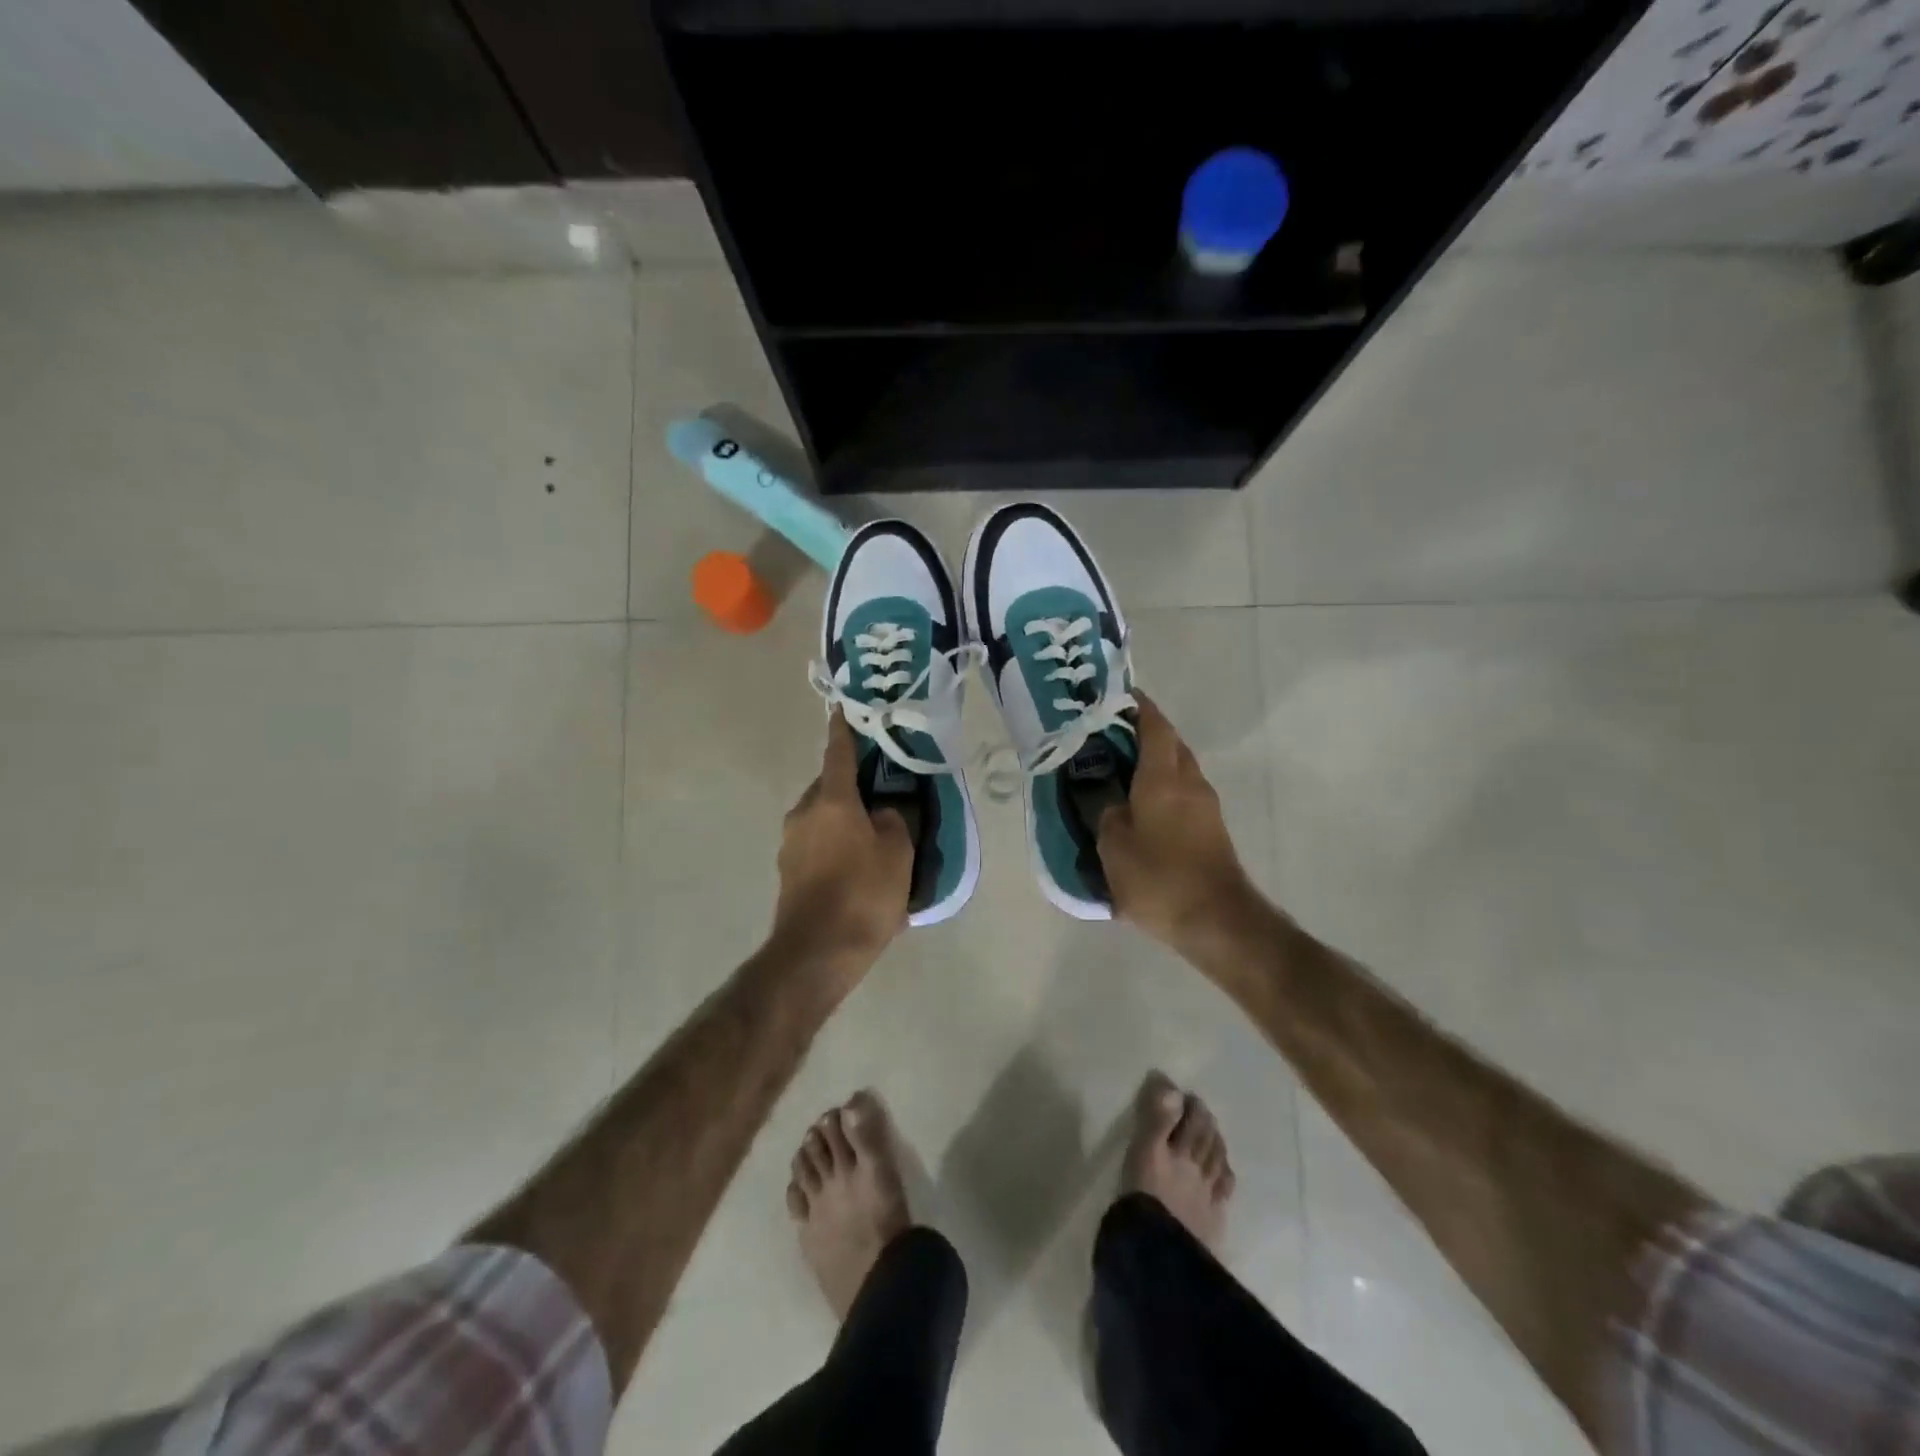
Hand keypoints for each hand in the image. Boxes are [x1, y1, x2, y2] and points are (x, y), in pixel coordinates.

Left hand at [769, 711, 913, 977]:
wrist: (815, 954)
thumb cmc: (862, 895)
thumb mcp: (898, 854)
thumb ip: (894, 822)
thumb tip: (882, 812)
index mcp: (832, 800)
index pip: (838, 753)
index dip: (844, 730)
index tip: (844, 709)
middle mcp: (804, 813)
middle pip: (830, 786)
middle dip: (852, 784)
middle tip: (882, 791)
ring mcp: (791, 843)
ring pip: (823, 817)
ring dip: (845, 819)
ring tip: (875, 836)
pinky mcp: (788, 871)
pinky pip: (818, 845)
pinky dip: (837, 846)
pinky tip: (859, 869)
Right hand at [1099, 693, 1257, 950]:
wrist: (1217, 920)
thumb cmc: (1159, 878)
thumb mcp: (1114, 846)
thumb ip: (1106, 814)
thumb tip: (1110, 802)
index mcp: (1163, 777)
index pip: (1154, 725)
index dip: (1137, 706)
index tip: (1117, 696)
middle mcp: (1189, 781)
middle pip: (1170, 742)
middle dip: (1144, 731)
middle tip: (1108, 734)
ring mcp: (1205, 804)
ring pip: (1178, 767)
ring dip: (1154, 760)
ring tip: (1120, 768)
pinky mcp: (1211, 827)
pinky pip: (1183, 791)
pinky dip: (1162, 785)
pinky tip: (1140, 804)